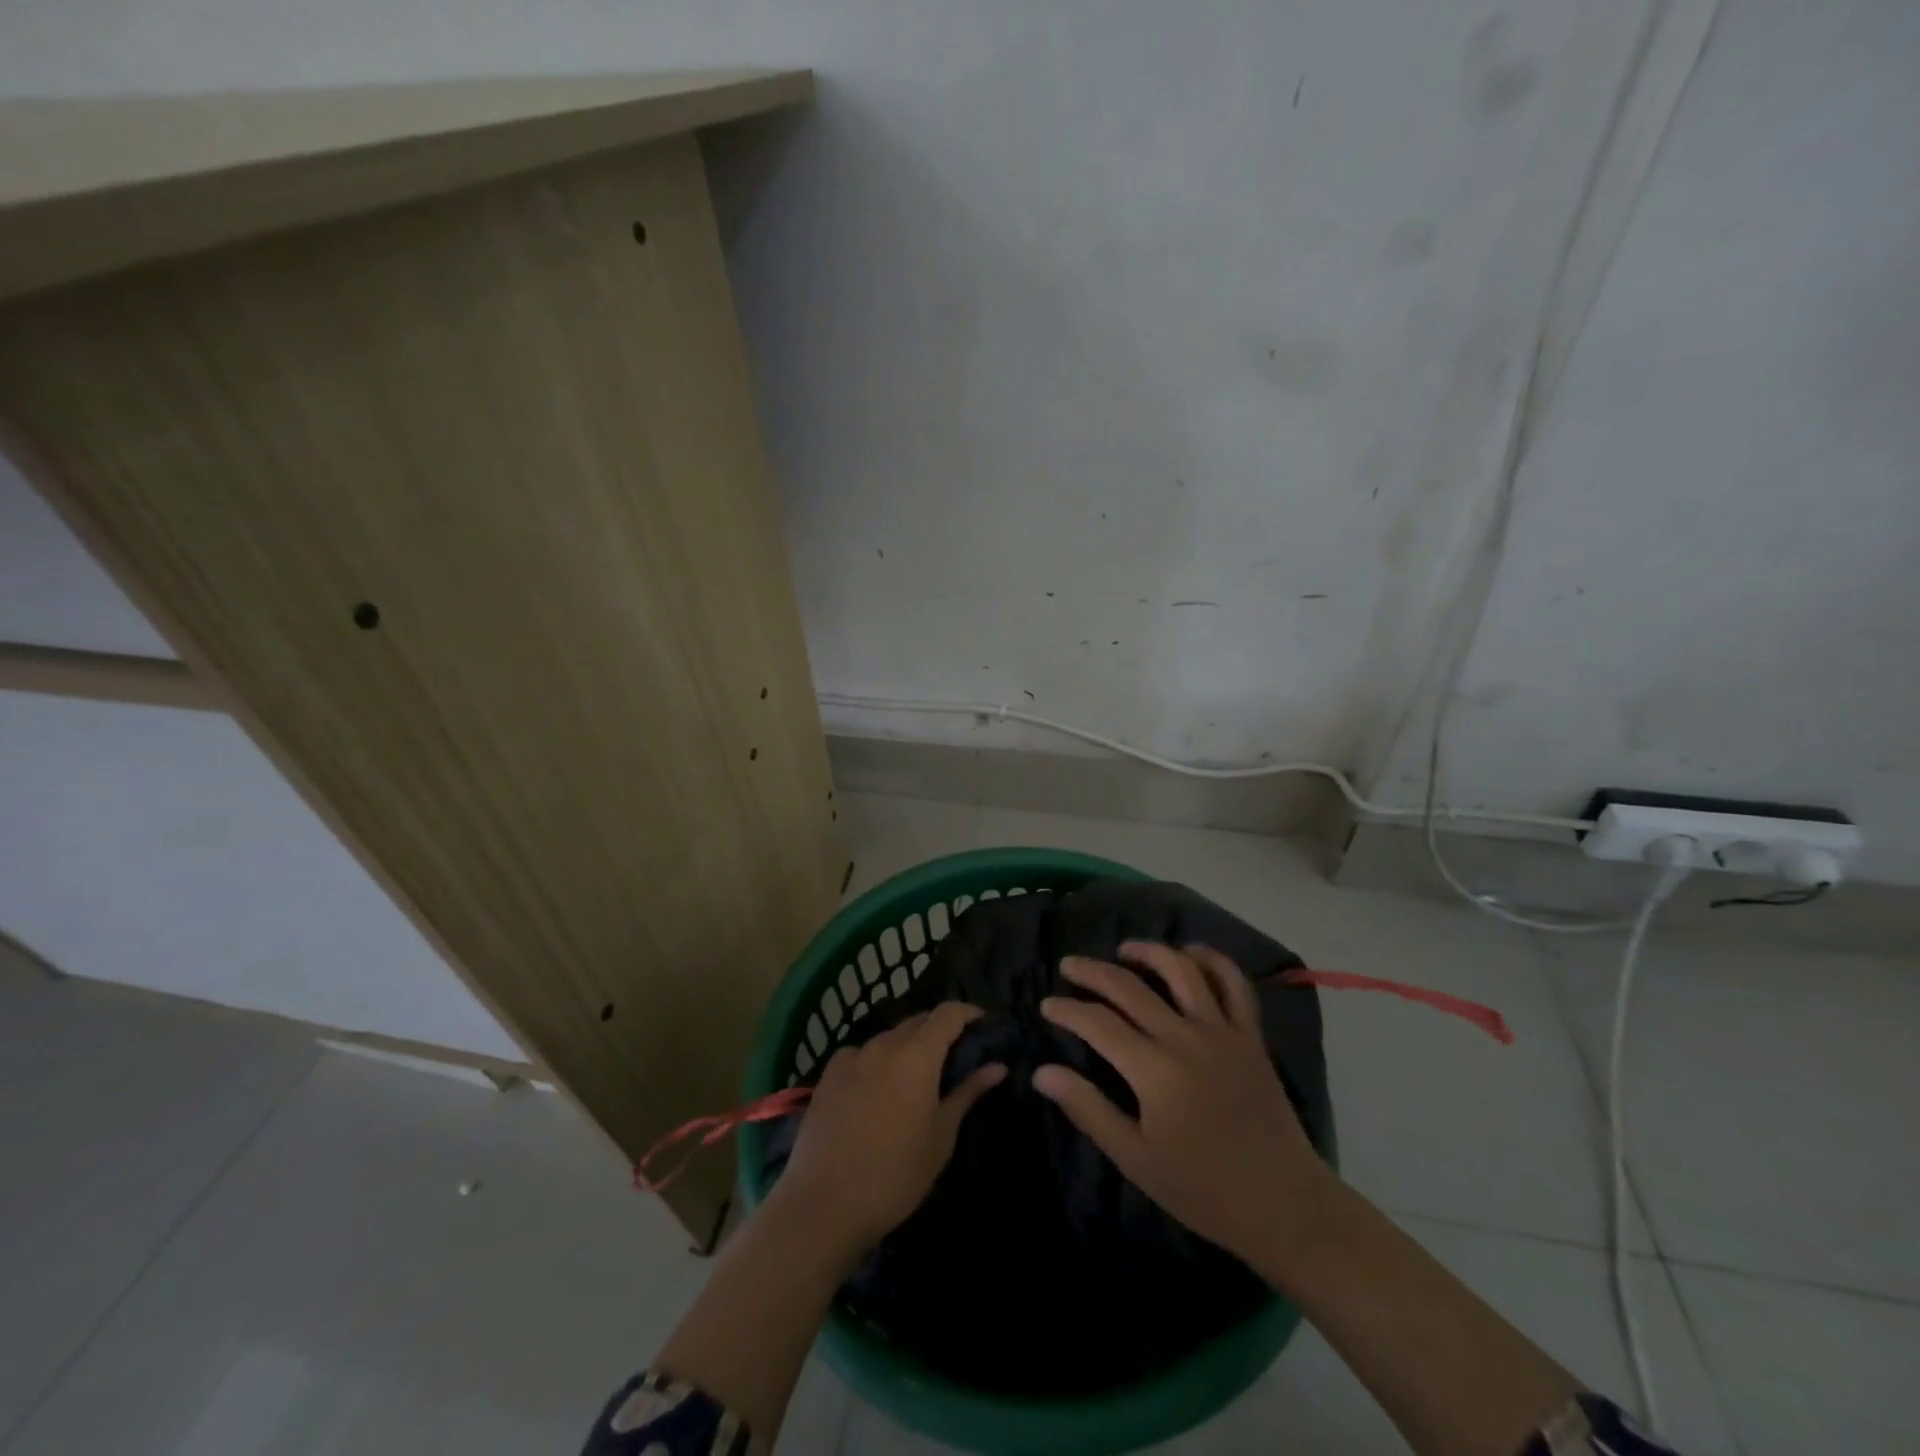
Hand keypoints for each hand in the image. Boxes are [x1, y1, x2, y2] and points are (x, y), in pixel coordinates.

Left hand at [774, 1001, 1005, 1255]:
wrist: (824, 1204)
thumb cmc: (895, 1175)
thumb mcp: (941, 1137)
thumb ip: (967, 1092)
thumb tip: (997, 1066)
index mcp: (917, 1056)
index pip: (948, 1013)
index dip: (968, 1013)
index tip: (983, 1024)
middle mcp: (884, 1044)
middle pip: (918, 1021)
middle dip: (939, 1031)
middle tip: (954, 1057)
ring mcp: (852, 1056)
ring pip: (889, 1037)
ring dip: (907, 1047)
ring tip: (914, 1078)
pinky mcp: (828, 1074)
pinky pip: (861, 1054)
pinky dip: (877, 1061)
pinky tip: (875, 1090)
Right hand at [1033, 943, 1331, 1262]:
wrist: (1283, 1204)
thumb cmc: (1202, 1189)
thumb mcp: (1135, 1158)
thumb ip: (1088, 1109)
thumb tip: (1042, 1072)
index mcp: (1154, 1070)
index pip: (1098, 1023)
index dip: (1068, 1010)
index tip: (1047, 1005)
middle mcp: (1185, 1038)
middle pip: (1129, 988)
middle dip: (1092, 972)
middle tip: (1069, 965)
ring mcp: (1222, 1031)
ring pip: (1181, 970)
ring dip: (1148, 952)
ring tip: (1124, 950)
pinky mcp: (1250, 1035)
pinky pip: (1233, 983)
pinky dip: (1210, 960)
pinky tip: (1189, 955)